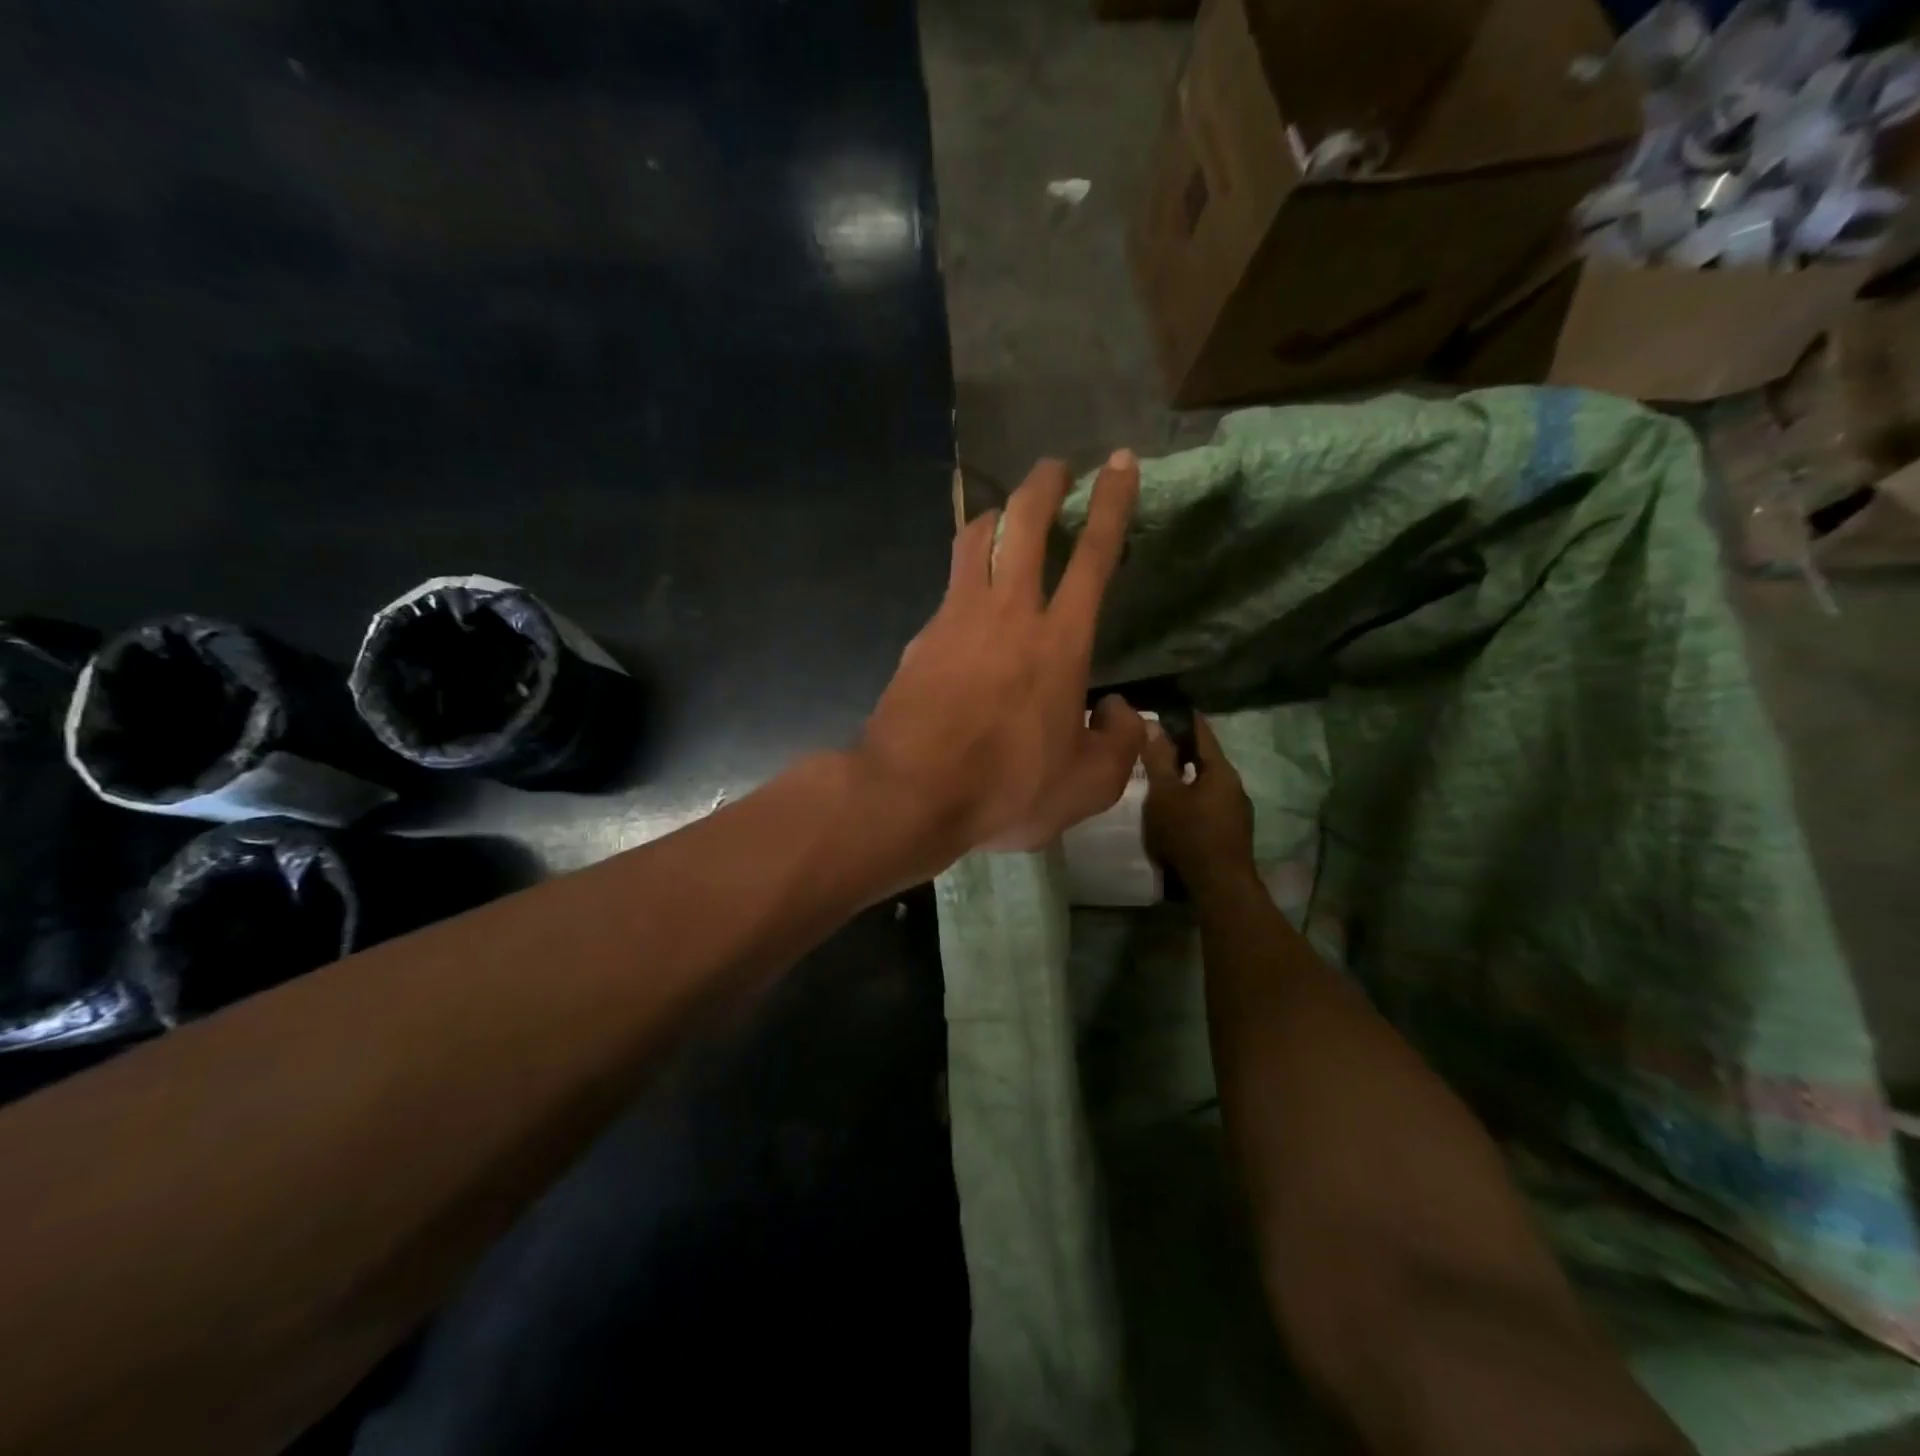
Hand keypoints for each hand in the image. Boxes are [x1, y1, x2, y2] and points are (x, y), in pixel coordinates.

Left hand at [858, 451, 1146, 864]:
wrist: (910, 792)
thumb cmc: (1005, 789)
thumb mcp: (1085, 787)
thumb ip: (1117, 744)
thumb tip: (1119, 711)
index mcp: (1060, 641)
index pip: (1094, 556)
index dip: (1112, 503)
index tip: (1119, 464)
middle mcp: (1009, 612)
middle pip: (1024, 521)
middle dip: (1044, 484)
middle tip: (1056, 469)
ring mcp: (957, 617)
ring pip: (976, 539)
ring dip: (996, 515)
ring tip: (1007, 517)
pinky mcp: (921, 635)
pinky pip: (949, 587)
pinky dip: (967, 576)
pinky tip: (969, 602)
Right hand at [1142, 712, 1255, 895]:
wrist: (1219, 885)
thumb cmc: (1189, 833)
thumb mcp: (1165, 794)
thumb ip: (1159, 760)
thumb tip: (1153, 724)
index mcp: (1221, 771)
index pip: (1203, 733)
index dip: (1186, 719)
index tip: (1170, 709)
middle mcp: (1234, 786)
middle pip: (1207, 760)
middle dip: (1183, 750)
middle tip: (1157, 743)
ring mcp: (1237, 811)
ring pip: (1208, 784)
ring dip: (1188, 777)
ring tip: (1162, 776)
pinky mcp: (1232, 832)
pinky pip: (1209, 804)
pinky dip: (1192, 798)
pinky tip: (1176, 808)